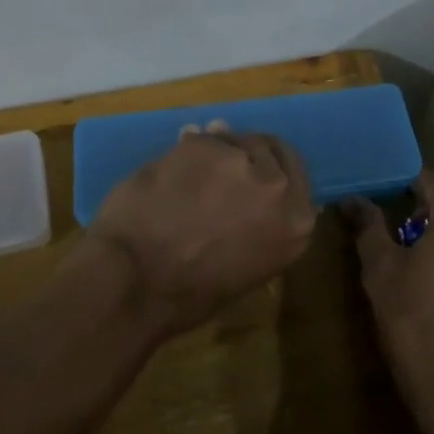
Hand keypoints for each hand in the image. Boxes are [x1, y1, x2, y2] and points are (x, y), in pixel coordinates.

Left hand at [87, 130, 315, 336]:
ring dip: (215, 150)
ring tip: (189, 168)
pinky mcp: (204, 145)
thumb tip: (256, 194)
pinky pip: (200, 139)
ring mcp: (241, 161)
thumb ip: (260, 226)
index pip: (295, 174)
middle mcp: (278, 187)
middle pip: (268, 148)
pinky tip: (170, 166)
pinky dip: (186, 149)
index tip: (252, 170)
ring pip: (233, 139)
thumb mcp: (246, 267)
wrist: (137, 280)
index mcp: (297, 224)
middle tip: (220, 166)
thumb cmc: (189, 295)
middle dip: (245, 153)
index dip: (271, 168)